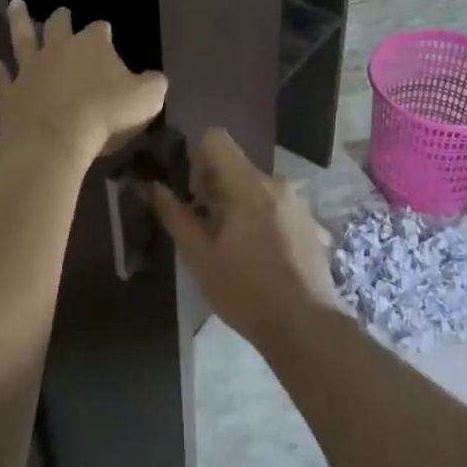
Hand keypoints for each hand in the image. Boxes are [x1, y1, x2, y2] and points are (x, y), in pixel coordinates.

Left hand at [0, 1, 167, 162]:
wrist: (54, 138)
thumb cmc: (105, 113)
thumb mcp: (146, 98)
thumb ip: (153, 84)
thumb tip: (155, 79)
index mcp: (92, 45)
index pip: (100, 29)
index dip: (104, 31)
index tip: (106, 33)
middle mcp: (58, 49)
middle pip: (58, 25)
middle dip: (61, 18)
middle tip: (61, 12)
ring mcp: (30, 69)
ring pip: (22, 39)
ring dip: (19, 22)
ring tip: (15, 6)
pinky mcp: (11, 93)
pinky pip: (4, 78)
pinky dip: (0, 71)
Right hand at [151, 128, 343, 349]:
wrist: (306, 327)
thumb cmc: (246, 291)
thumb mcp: (200, 257)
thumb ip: (176, 216)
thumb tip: (155, 187)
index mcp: (248, 184)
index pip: (216, 139)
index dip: (197, 161)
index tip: (195, 198)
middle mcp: (277, 182)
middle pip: (236, 166)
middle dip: (216, 190)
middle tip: (209, 232)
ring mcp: (298, 202)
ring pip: (256, 187)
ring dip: (240, 206)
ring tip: (236, 249)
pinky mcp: (312, 222)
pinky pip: (277, 206)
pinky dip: (262, 219)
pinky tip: (263, 258)